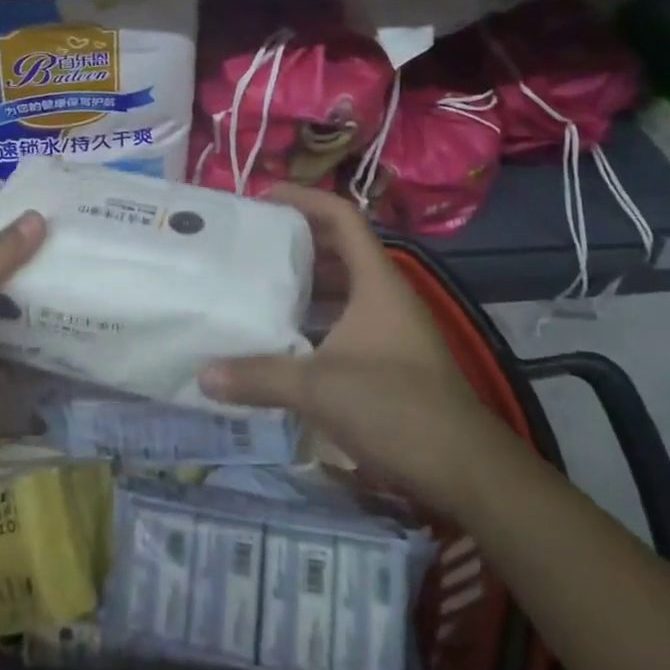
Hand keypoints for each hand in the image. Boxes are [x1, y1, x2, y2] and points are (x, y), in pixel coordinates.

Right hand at [199, 185, 509, 516]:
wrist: (467, 472)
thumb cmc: (395, 408)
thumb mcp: (318, 388)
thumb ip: (259, 376)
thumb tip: (203, 374)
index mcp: (376, 281)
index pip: (341, 216)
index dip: (303, 199)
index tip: (262, 198)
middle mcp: (385, 295)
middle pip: (338, 249)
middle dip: (295, 241)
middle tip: (248, 242)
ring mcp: (391, 329)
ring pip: (342, 288)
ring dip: (304, 283)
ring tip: (256, 284)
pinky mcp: (391, 360)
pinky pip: (345, 321)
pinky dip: (314, 320)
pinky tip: (283, 339)